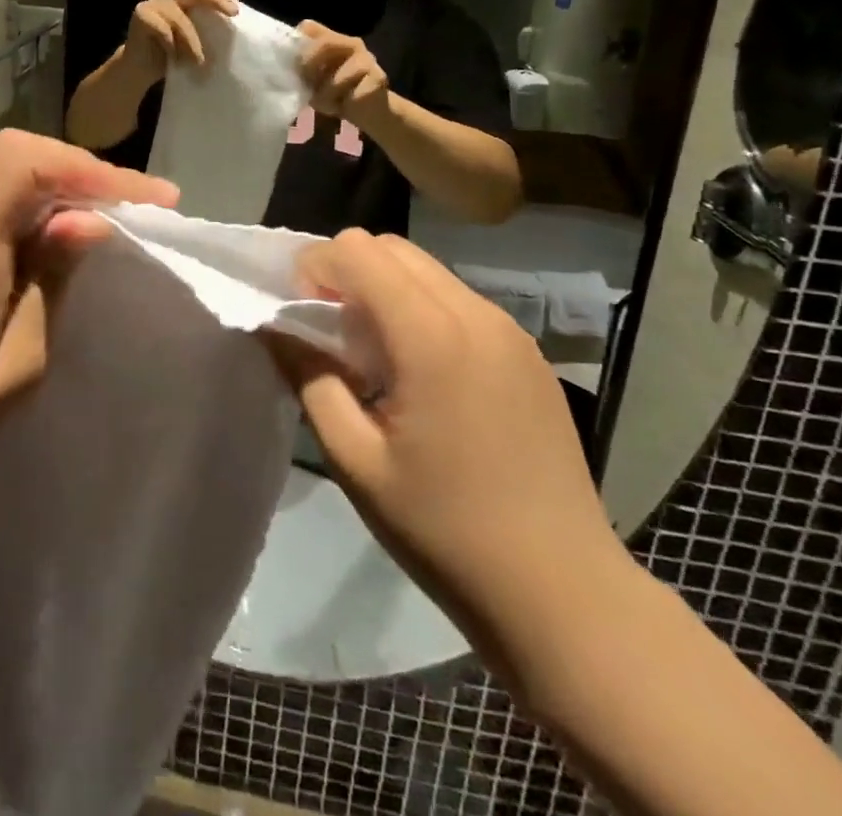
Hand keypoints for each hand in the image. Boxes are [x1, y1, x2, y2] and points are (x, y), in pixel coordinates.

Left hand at [0, 129, 176, 529]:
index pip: (21, 160)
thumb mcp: (17, 370)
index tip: (145, 196)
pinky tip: (8, 273)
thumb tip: (89, 220)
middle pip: (15, 174)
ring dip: (36, 216)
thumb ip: (52, 282)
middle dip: (75, 193)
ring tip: (60, 264)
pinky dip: (1, 228)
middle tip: (122, 228)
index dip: (89, 166)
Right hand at [124, 0, 236, 78]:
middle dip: (216, 1)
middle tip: (232, 15)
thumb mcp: (197, 37)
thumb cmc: (173, 54)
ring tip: (199, 62)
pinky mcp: (141, 14)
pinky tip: (173, 57)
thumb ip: (210, 25)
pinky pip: (163, 29)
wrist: (141, 69)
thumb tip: (237, 24)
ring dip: (192, 41)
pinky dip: (171, 45)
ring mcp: (154, 3)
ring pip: (179, 17)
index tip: (232, 8)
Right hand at [265, 230, 625, 668]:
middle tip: (332, 334)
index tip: (303, 319)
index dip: (315, 269)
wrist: (564, 594)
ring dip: (384, 289)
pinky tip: (421, 375)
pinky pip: (458, 299)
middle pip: (391, 247)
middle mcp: (475, 314)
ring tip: (375, 357)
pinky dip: (421, 309)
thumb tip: (276, 326)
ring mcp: (510, 331)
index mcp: (431, 336)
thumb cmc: (445, 531)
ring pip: (426, 269)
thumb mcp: (355, 461)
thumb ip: (309, 379)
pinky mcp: (528, 352)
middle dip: (347, 272)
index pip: (357, 250)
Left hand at [297, 21, 389, 128]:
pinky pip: (353, 94)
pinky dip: (343, 104)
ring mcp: (367, 59)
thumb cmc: (334, 94)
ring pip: (338, 77)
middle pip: (325, 43)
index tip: (289, 64)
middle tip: (306, 84)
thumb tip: (281, 66)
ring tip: (325, 104)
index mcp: (332, 40)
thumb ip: (301, 68)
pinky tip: (344, 106)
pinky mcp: (378, 79)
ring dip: (326, 95)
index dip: (296, 43)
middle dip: (309, 65)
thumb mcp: (312, 80)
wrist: (367, 112)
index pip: (309, 27)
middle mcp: (351, 44)